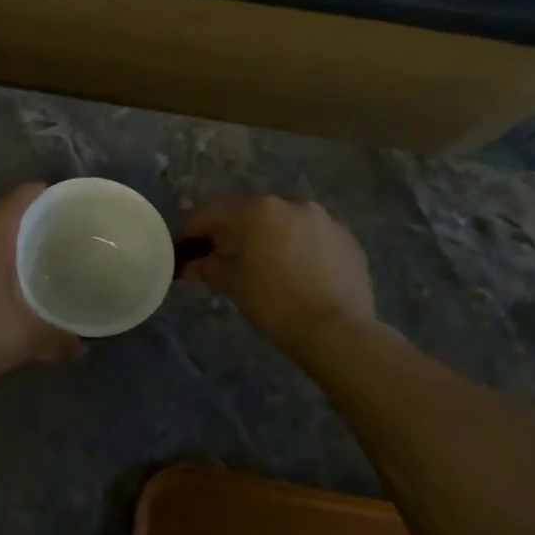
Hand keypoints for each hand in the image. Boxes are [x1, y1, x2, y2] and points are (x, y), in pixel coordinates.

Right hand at [181, 196, 376, 356]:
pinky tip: (297, 272)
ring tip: (264, 264)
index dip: (196, 227)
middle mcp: (292, 204)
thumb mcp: (233, 284)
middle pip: (252, 213)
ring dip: (269, 237)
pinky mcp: (348, 239)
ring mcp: (325, 220)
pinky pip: (313, 237)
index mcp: (259, 210)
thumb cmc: (274, 302)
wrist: (336, 330)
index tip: (186, 244)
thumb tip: (193, 265)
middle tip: (223, 256)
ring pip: (285, 223)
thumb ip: (210, 267)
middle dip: (235, 231)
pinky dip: (299, 247)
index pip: (215, 211)